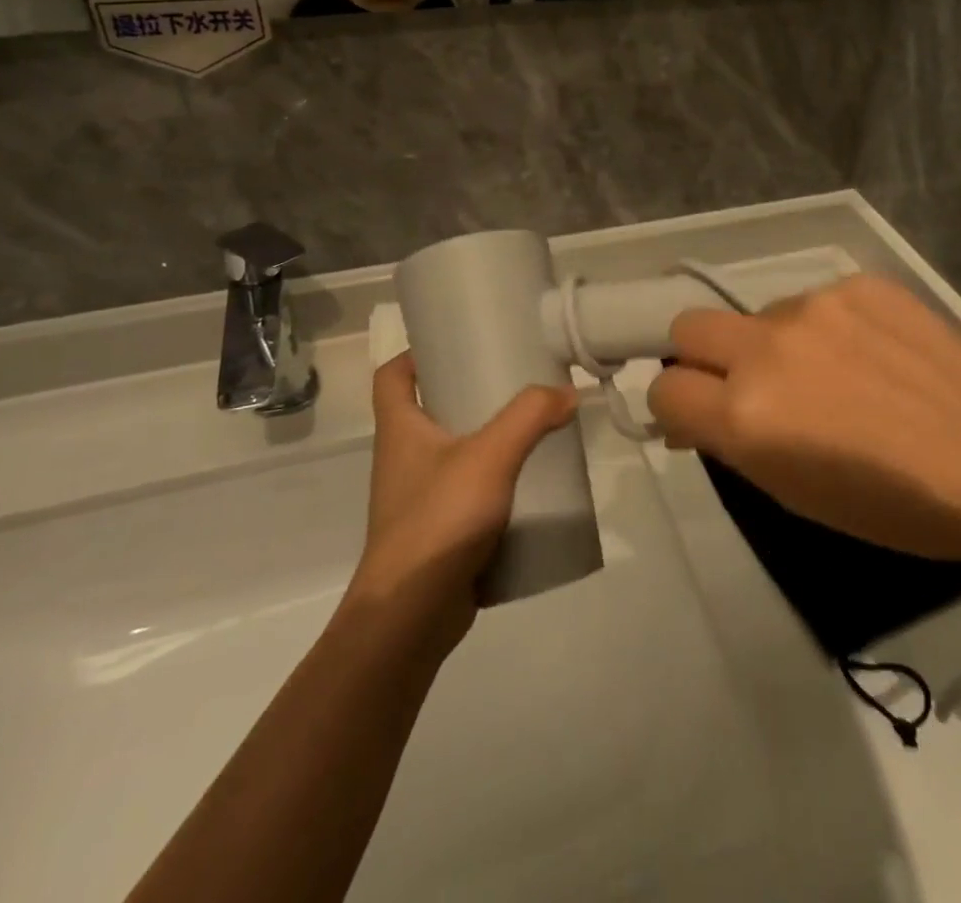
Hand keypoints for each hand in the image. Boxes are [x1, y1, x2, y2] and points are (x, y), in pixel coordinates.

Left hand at [350, 354, 577, 657]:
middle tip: (514, 380)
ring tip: (532, 428)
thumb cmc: (438, 521)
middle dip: (468, 393)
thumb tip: (568, 392)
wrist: (411, 618)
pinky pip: (467, 495)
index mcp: (399, 431)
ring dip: (486, 440)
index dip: (415, 353)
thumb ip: (530, 417)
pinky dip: (494, 484)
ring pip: (453, 454)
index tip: (455, 342)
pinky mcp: (439, 533)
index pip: (391, 376)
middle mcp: (403, 460)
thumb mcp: (489, 456)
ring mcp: (419, 499)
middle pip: (429, 410)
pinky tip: (530, 484)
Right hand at [646, 275, 960, 580]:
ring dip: (775, 344)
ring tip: (835, 376)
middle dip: (701, 357)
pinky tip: (874, 356)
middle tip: (745, 386)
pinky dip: (827, 328)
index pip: (664, 388)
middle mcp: (766, 347)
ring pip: (760, 315)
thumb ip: (734, 443)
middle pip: (688, 326)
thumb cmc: (896, 506)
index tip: (698, 419)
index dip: (675, 407)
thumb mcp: (794, 494)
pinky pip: (816, 301)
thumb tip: (698, 417)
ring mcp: (815, 305)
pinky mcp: (858, 283)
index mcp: (746, 413)